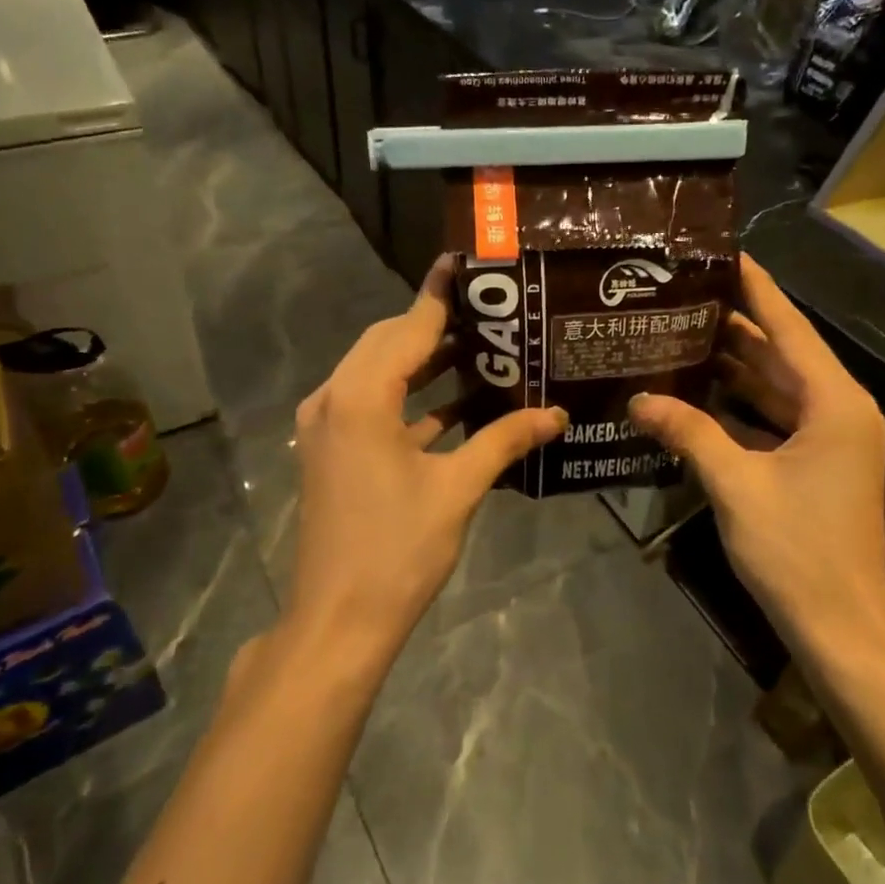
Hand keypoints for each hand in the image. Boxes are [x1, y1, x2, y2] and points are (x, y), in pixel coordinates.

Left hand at [287, 257, 565, 663]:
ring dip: (425, 362)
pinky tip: (458, 403)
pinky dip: (412, 399)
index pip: (408, 327)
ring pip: (380, 373)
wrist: (339, 620)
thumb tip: (556, 413)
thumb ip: (504, 440)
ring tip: (483, 350)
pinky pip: (374, 406)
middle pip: (389, 343)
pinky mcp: (333, 450)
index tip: (468, 264)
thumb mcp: (457, 489)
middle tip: (491, 313)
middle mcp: (334, 399)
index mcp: (360, 397)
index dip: (441, 295)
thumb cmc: (398, 550)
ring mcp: (328, 426)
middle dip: (437, 327)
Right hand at [628, 254, 884, 652]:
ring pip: (775, 387)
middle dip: (735, 324)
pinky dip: (739, 405)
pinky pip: (773, 418)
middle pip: (781, 353)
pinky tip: (697, 393)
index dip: (757, 289)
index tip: (726, 254)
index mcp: (833, 403)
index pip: (789, 328)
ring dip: (733, 365)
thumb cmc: (796, 549)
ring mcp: (828, 439)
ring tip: (681, 334)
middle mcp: (837, 410)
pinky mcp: (815, 463)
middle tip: (683, 296)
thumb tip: (638, 400)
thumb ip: (688, 432)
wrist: (839, 622)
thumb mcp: (735, 484)